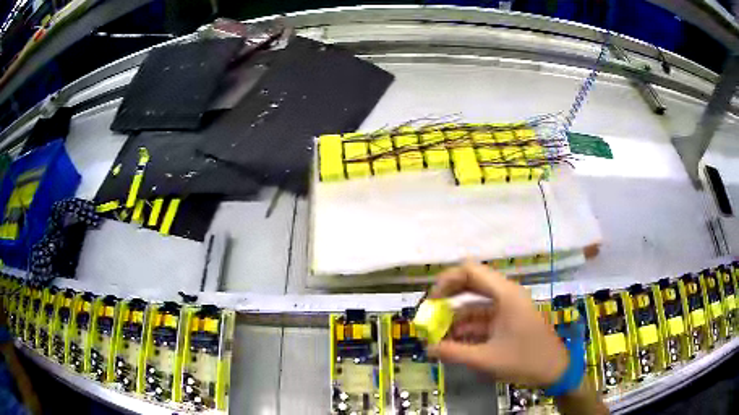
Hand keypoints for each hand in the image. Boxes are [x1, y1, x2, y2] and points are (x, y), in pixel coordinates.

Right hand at [426, 261, 568, 387]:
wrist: (555, 371)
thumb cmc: (525, 360)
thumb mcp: (486, 359)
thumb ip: (454, 352)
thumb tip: (427, 348)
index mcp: (505, 294)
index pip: (471, 270)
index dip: (447, 280)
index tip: (430, 301)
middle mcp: (506, 295)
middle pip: (472, 284)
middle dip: (448, 299)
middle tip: (429, 315)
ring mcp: (508, 308)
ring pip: (475, 304)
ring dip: (456, 319)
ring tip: (437, 337)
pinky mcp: (508, 321)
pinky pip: (483, 319)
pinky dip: (467, 328)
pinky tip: (453, 343)